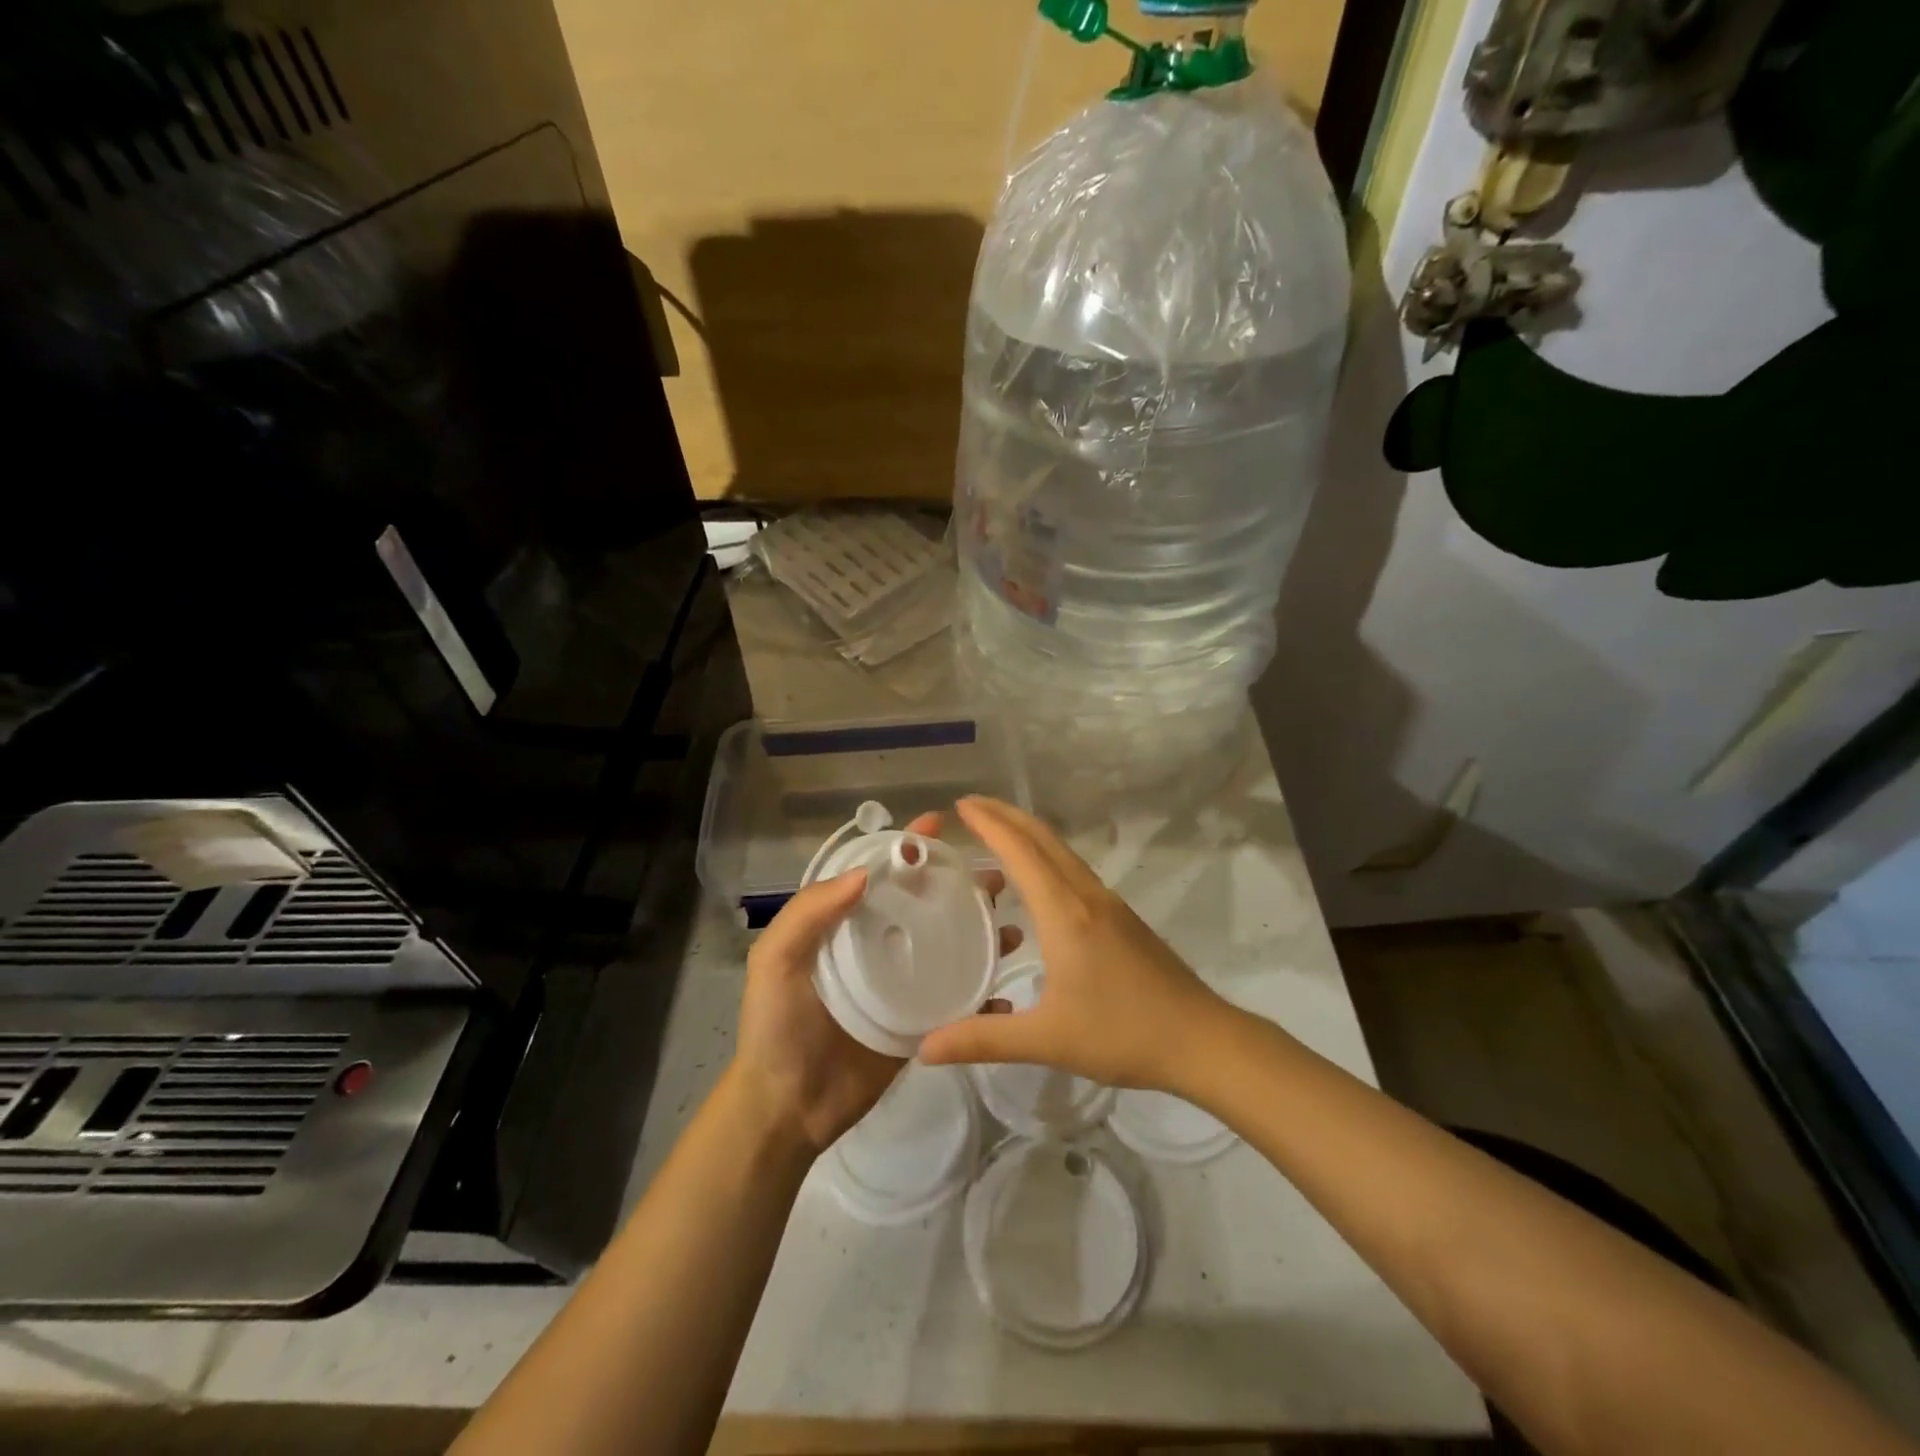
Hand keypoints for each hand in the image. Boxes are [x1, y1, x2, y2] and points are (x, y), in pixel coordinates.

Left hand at [729, 811, 1007, 1154]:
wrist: (789, 1109)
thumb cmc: (778, 1027)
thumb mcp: (776, 960)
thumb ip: (810, 913)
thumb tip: (864, 873)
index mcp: (844, 925)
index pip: (880, 874)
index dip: (908, 847)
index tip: (941, 824)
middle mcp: (877, 945)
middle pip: (924, 904)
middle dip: (958, 884)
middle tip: (995, 878)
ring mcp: (903, 985)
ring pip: (949, 946)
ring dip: (980, 931)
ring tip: (1010, 924)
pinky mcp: (921, 1024)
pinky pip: (958, 1001)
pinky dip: (984, 995)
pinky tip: (1005, 990)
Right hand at [918, 797, 1228, 1094]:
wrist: (1202, 1039)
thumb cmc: (1123, 1034)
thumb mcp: (1046, 1040)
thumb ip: (982, 1040)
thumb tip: (925, 1048)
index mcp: (1064, 912)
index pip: (1020, 851)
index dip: (989, 823)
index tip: (959, 806)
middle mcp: (1086, 895)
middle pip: (1043, 838)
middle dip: (1005, 815)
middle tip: (969, 806)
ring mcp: (1108, 903)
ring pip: (1061, 852)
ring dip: (1027, 834)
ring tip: (994, 836)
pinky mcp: (1121, 917)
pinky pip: (1073, 870)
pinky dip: (1045, 858)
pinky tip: (1036, 883)